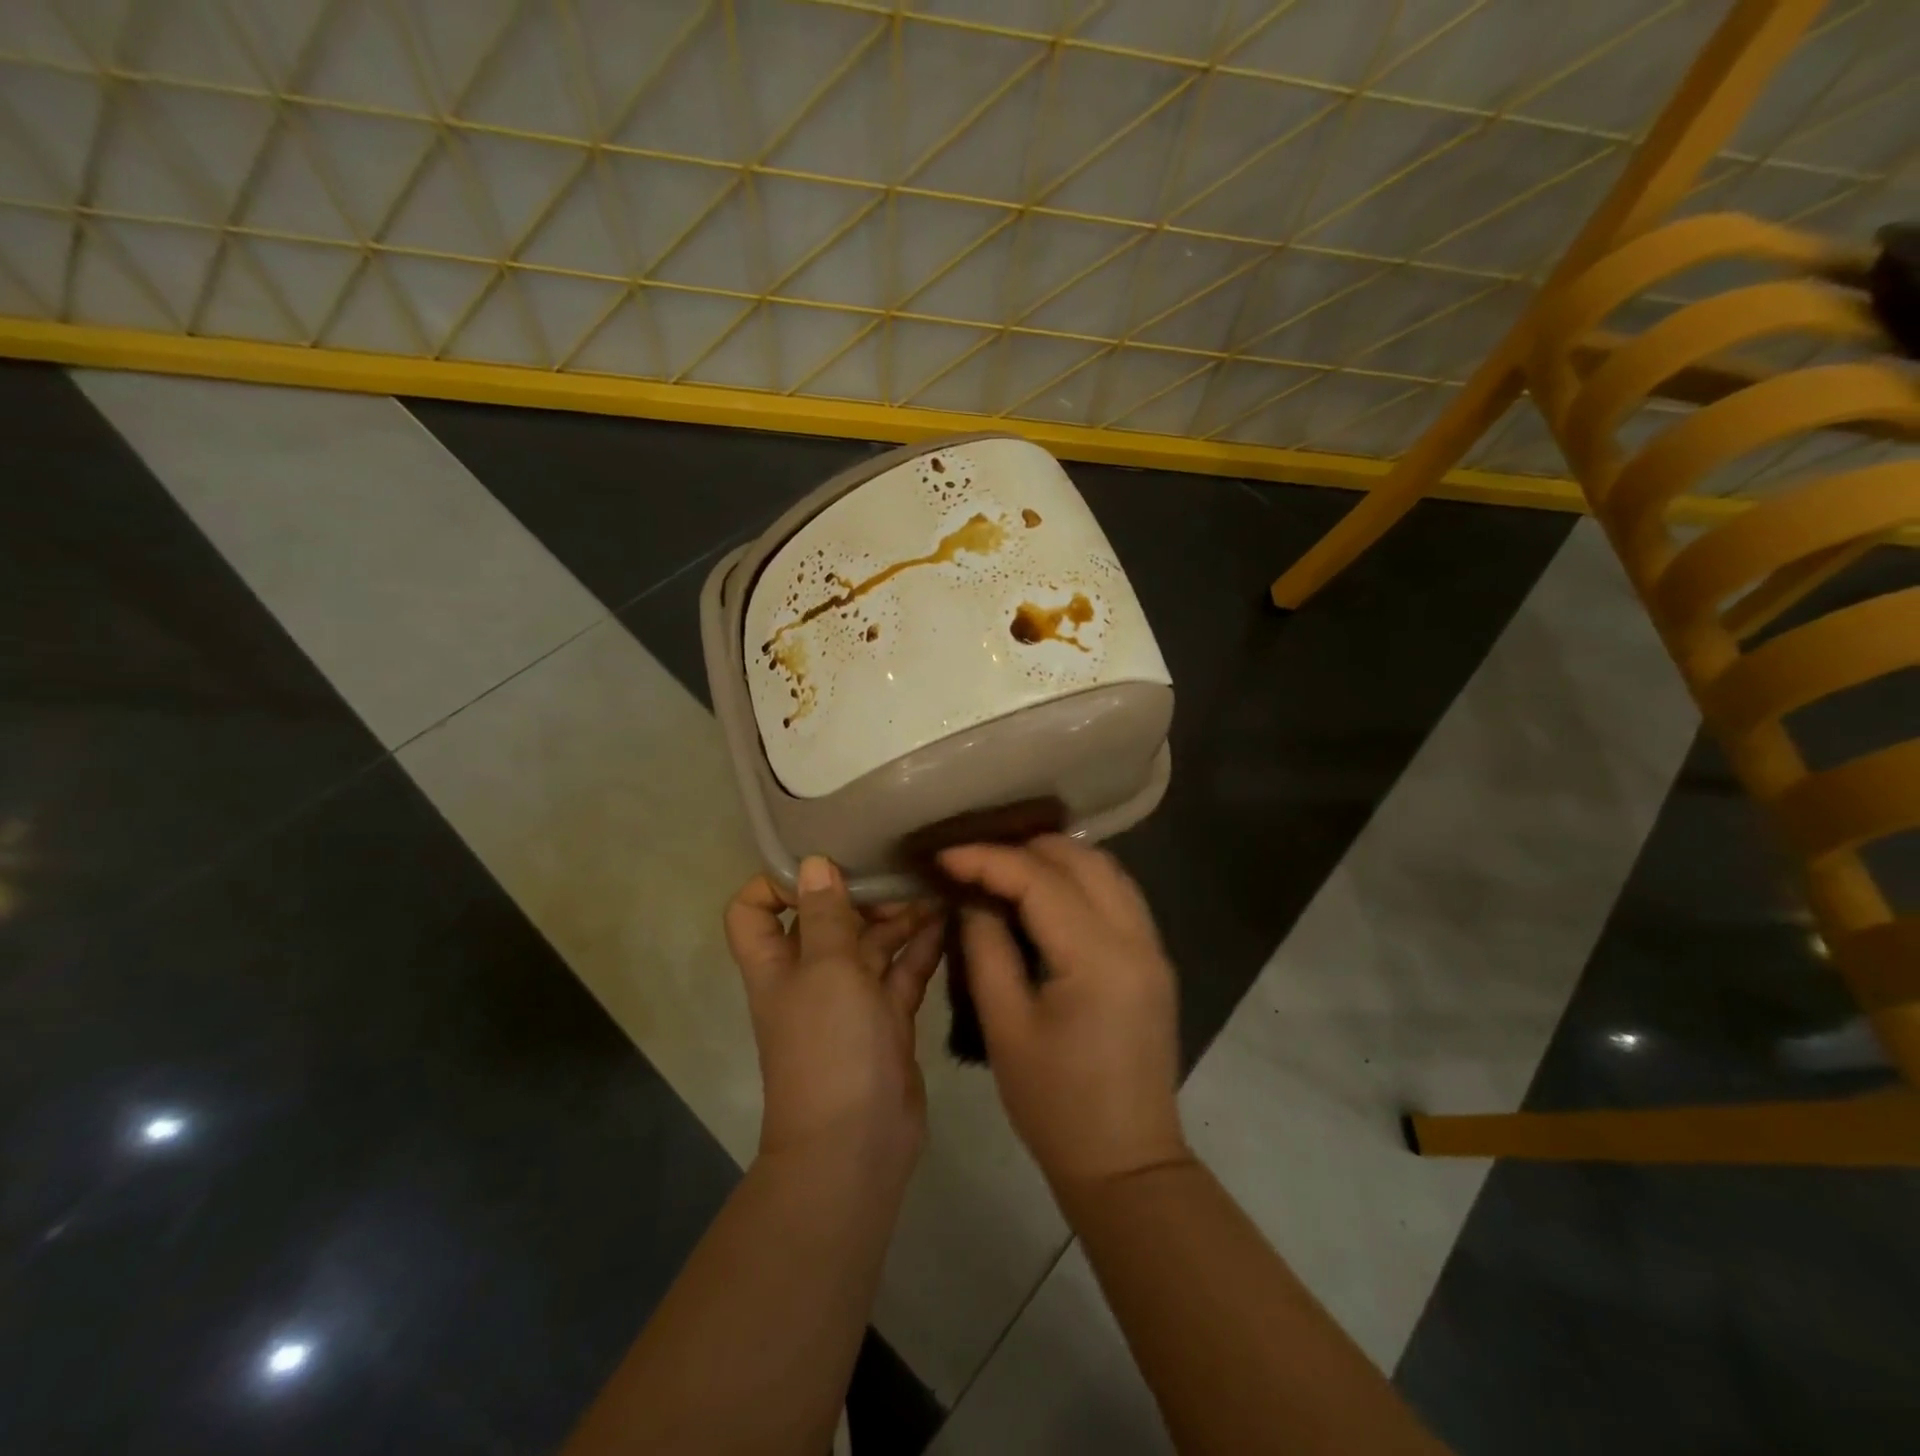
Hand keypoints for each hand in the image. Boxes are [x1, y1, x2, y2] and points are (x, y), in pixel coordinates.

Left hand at [725, 857, 944, 1169]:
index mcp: (777, 964)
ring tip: (933, 889)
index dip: (774, 883)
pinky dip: (921, 948)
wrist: (857, 1143)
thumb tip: (813, 862)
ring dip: (897, 918)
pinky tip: (947, 921)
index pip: (754, 911)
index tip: (820, 863)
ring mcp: (851, 999)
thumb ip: (825, 914)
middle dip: (858, 894)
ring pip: (871, 945)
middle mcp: (810, 976)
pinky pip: (903, 973)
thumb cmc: (829, 1045)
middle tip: (898, 872)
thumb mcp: (825, 969)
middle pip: (825, 920)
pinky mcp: (887, 1019)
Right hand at [938, 836, 1187, 1191]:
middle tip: (974, 860)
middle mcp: (1136, 939)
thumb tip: (973, 899)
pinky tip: (1045, 893)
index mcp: (1098, 959)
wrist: (1126, 1164)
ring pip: (1106, 869)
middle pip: (1081, 859)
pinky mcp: (1154, 960)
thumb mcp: (1005, 1027)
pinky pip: (1118, 894)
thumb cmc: (1056, 1106)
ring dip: (1055, 859)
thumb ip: (986, 949)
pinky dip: (1080, 879)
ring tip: (1004, 868)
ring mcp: (1153, 947)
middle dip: (1023, 848)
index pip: (1040, 881)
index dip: (987, 860)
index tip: (944, 856)